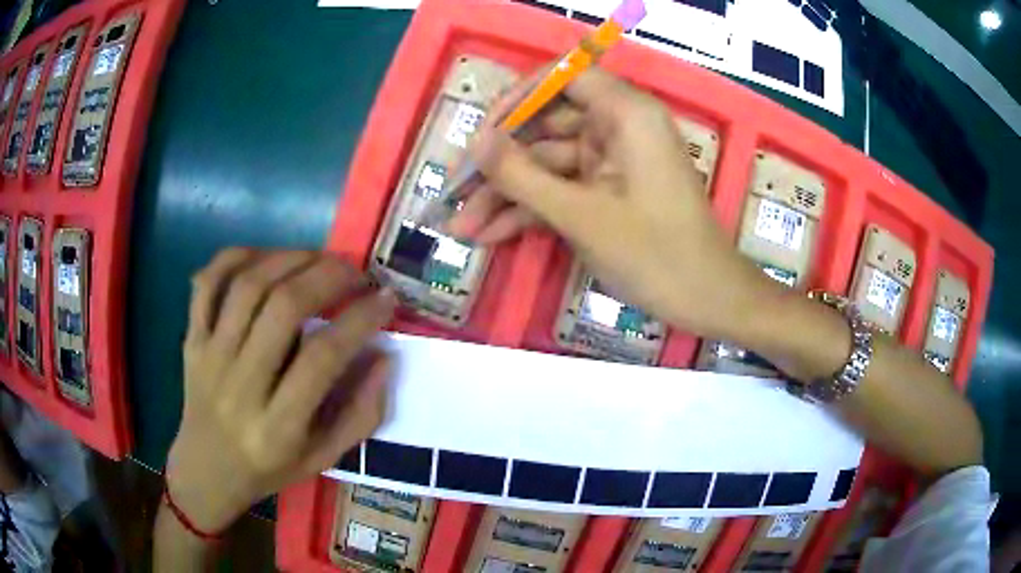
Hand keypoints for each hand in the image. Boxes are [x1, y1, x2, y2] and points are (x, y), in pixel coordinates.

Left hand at [165, 249, 396, 532]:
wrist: (207, 471)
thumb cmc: (269, 469)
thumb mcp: (324, 458)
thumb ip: (360, 414)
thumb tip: (384, 357)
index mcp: (279, 426)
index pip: (323, 357)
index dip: (360, 319)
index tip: (386, 298)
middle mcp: (240, 386)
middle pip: (282, 308)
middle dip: (327, 276)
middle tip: (355, 272)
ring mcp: (209, 358)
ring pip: (247, 286)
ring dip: (289, 259)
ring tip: (318, 259)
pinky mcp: (191, 340)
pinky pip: (207, 283)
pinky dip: (235, 257)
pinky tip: (265, 257)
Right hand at [447, 68, 777, 339]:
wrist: (708, 301)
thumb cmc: (657, 255)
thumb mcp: (582, 215)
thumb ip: (523, 175)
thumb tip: (476, 142)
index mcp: (626, 114)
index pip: (562, 78)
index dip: (517, 99)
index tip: (481, 133)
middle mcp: (619, 128)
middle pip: (546, 128)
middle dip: (499, 163)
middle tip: (453, 191)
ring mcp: (612, 163)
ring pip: (548, 166)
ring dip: (506, 196)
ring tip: (461, 227)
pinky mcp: (609, 193)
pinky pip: (562, 191)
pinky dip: (530, 212)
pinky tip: (489, 236)